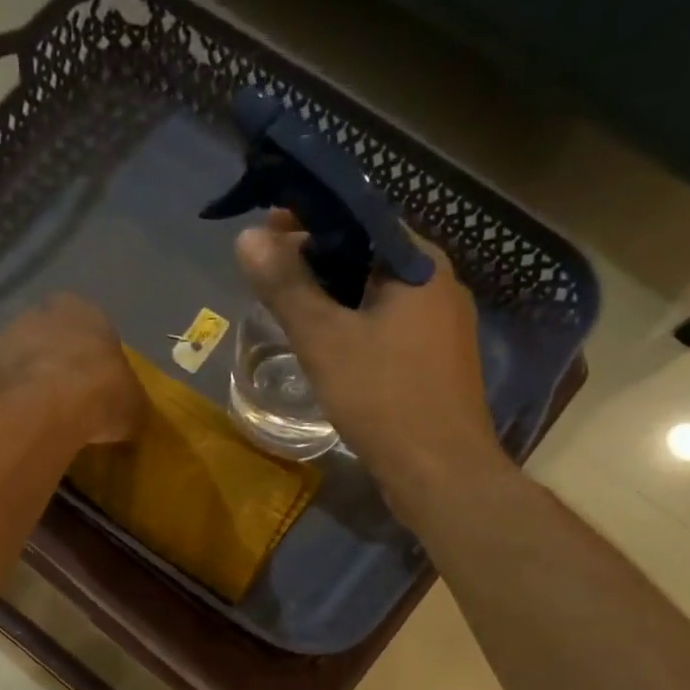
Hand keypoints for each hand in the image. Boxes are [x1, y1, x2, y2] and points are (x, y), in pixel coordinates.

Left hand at [0, 293, 144, 447]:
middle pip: (42, 336)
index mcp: (80, 310)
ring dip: (14, 376)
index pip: (87, 325)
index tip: (93, 383)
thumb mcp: (133, 404)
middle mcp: (35, 313)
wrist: (45, 410)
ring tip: (26, 413)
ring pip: (7, 355)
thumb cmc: (101, 395)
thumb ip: (127, 402)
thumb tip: (127, 415)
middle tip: (59, 397)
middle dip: (48, 359)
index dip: (89, 355)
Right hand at [235, 213, 507, 498]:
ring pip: (378, 295)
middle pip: (369, 255)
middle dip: (319, 259)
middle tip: (271, 275)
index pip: (361, 217)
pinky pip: (389, 327)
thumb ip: (287, 287)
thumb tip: (247, 238)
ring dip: (335, 296)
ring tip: (291, 309)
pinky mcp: (437, 362)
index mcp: (419, 264)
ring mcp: (443, 326)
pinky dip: (356, 325)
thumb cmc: (384, 399)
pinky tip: (328, 348)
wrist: (441, 473)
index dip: (311, 218)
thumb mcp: (325, 340)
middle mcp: (439, 284)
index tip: (268, 230)